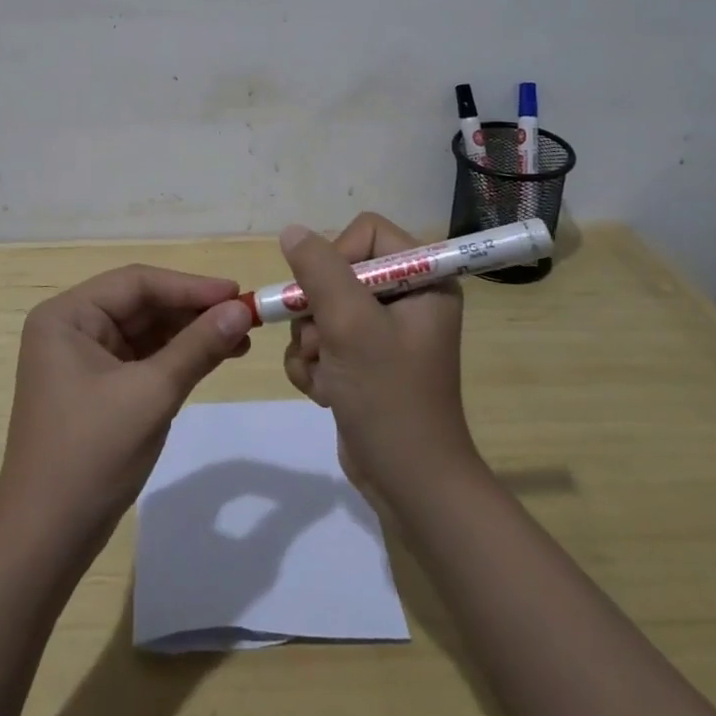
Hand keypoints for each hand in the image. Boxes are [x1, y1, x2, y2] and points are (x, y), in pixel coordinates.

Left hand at [0, 265, 256, 551]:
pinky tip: (213, 358)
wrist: (46, 540)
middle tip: (245, 317)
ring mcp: (81, 359)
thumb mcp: (151, 394)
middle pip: (141, 304)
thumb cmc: (92, 455)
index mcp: (67, 316)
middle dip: (193, 311)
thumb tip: (242, 308)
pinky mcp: (95, 388)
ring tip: (240, 339)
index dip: (190, 286)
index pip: (136, 283)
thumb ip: (198, 346)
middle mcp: (70, 328)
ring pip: (145, 331)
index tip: (237, 293)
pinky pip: (142, 359)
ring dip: (190, 334)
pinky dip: (176, 358)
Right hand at [279, 213, 480, 497]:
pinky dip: (312, 365)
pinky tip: (324, 392)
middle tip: (322, 344)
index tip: (328, 296)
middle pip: (336, 271)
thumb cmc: (389, 397)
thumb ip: (319, 270)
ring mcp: (381, 331)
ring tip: (327, 376)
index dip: (337, 256)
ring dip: (310, 344)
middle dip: (317, 312)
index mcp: (423, 279)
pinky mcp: (361, 360)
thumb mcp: (350, 325)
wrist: (408, 483)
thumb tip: (292, 231)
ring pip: (320, 309)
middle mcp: (405, 298)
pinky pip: (319, 341)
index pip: (367, 232)